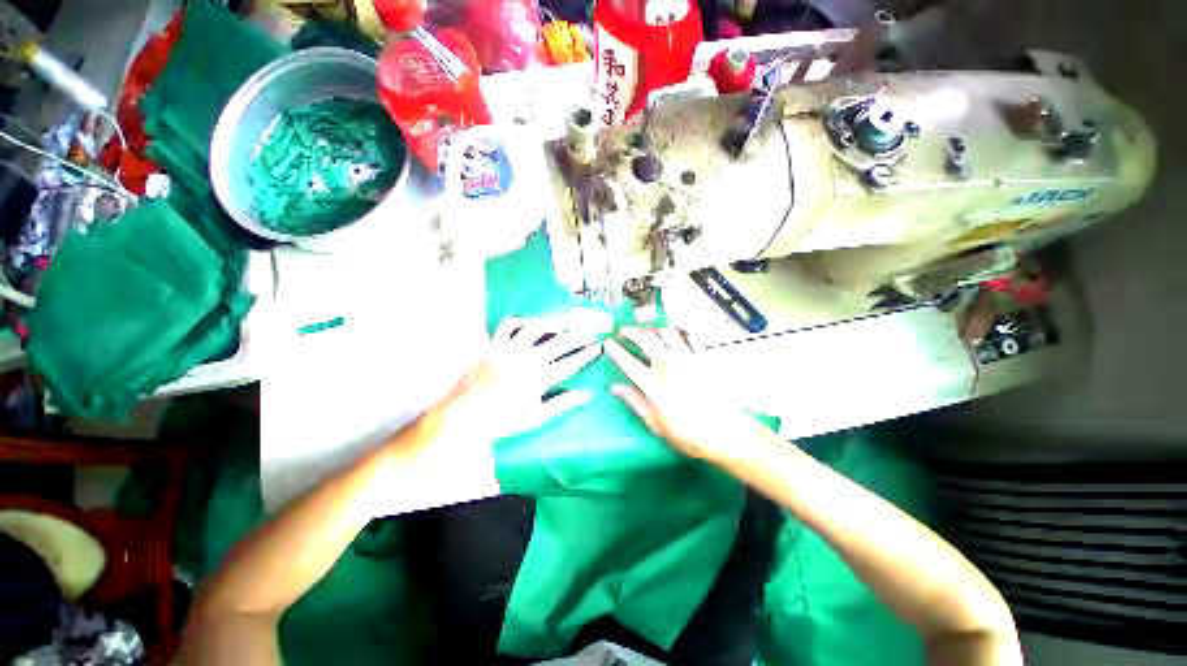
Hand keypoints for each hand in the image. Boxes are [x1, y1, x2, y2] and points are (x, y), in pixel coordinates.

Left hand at [428, 317, 601, 442]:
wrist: (464, 415)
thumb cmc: (502, 420)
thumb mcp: (537, 416)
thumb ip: (563, 403)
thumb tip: (587, 395)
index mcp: (540, 377)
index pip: (571, 362)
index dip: (587, 354)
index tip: (598, 347)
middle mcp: (528, 357)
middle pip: (560, 342)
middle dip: (579, 337)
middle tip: (590, 333)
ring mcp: (510, 348)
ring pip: (537, 327)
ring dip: (554, 323)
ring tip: (565, 323)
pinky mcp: (493, 344)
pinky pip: (508, 325)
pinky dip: (521, 321)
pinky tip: (529, 323)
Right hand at [605, 327, 768, 467]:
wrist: (724, 431)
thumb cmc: (687, 432)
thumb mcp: (655, 423)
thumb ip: (635, 401)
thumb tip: (615, 388)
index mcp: (653, 383)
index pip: (628, 361)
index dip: (615, 349)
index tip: (608, 342)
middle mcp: (667, 364)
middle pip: (646, 338)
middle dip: (631, 331)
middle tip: (623, 330)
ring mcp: (686, 358)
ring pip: (666, 332)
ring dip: (652, 328)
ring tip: (645, 330)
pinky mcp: (701, 358)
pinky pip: (687, 337)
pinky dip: (676, 332)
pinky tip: (672, 334)